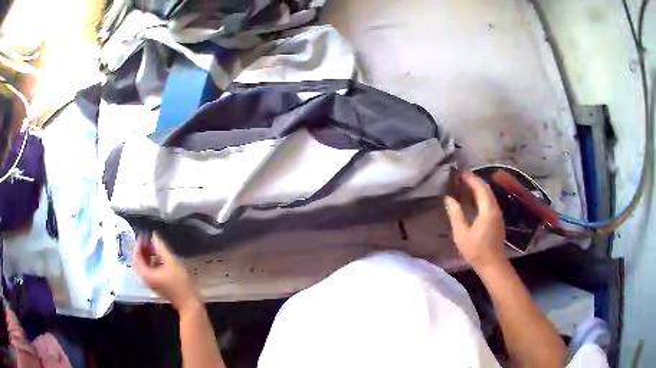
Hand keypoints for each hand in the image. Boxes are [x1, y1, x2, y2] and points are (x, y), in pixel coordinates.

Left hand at [134, 232, 199, 312]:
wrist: (188, 302)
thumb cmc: (180, 283)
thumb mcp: (172, 262)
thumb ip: (161, 248)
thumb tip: (154, 236)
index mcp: (146, 274)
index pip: (136, 256)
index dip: (139, 244)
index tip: (144, 235)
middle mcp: (145, 278)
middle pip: (138, 261)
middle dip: (142, 249)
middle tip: (148, 239)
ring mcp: (150, 282)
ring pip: (143, 266)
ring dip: (146, 255)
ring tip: (153, 246)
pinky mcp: (155, 284)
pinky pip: (148, 270)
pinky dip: (150, 262)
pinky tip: (158, 257)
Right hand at [444, 172, 506, 271]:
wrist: (492, 264)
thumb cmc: (476, 250)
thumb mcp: (461, 234)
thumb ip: (455, 214)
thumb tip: (448, 198)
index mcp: (487, 210)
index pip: (480, 188)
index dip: (470, 179)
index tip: (460, 173)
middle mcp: (495, 209)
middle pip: (486, 189)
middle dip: (475, 181)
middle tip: (461, 177)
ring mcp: (497, 214)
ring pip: (489, 195)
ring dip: (478, 188)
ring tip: (465, 186)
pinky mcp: (497, 220)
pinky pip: (489, 202)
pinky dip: (481, 196)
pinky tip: (473, 200)